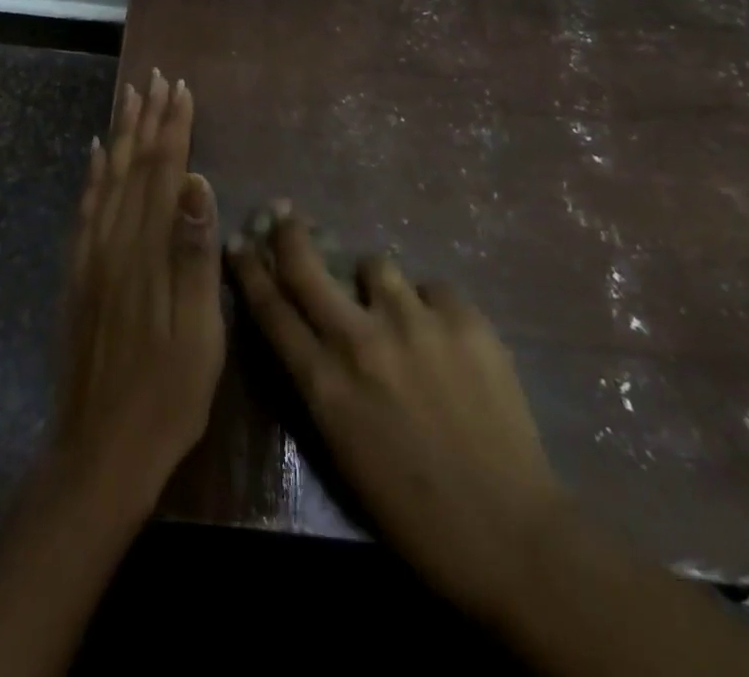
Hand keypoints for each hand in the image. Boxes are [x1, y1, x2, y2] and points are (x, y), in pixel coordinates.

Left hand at [54, 70, 222, 519]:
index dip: (174, 129)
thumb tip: (196, 183)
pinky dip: (93, 174)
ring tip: (130, 98)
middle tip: (156, 78)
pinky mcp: (78, 275)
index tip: (182, 90)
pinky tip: (96, 155)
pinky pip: (84, 209)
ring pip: (108, 179)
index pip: (165, 173)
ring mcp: (91, 258)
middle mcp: (114, 243)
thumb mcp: (198, 333)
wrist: (100, 452)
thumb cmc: (166, 396)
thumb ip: (194, 255)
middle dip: (148, 120)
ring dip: (122, 135)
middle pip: (134, 166)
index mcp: (147, 252)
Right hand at [228, 209, 564, 623]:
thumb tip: (311, 330)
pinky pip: (432, 289)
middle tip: (284, 215)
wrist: (509, 535)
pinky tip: (448, 341)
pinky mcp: (463, 317)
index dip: (249, 270)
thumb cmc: (413, 509)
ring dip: (376, 283)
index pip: (271, 309)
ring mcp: (414, 322)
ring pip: (375, 264)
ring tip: (398, 312)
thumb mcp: (342, 447)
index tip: (239, 242)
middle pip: (306, 265)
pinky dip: (431, 308)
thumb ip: (320, 379)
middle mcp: (360, 340)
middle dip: (288, 234)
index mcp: (324, 384)